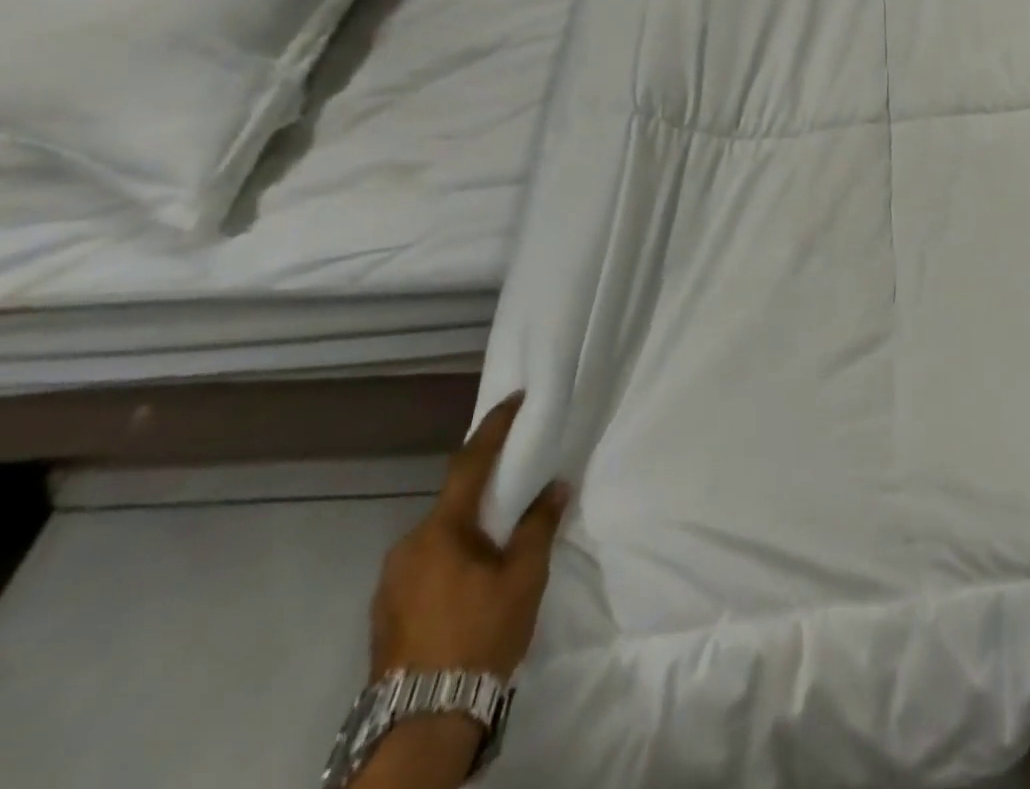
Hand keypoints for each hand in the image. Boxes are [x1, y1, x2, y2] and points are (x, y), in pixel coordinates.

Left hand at [369, 393, 571, 681]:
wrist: (425, 722)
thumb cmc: (481, 633)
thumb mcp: (524, 576)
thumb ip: (539, 524)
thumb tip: (554, 486)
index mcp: (441, 531)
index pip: (471, 463)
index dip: (494, 428)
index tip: (514, 398)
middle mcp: (407, 547)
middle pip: (452, 503)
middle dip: (484, 492)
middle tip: (518, 490)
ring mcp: (390, 583)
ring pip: (438, 538)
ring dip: (467, 531)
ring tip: (498, 545)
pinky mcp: (385, 613)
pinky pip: (425, 565)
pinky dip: (451, 559)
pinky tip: (471, 581)